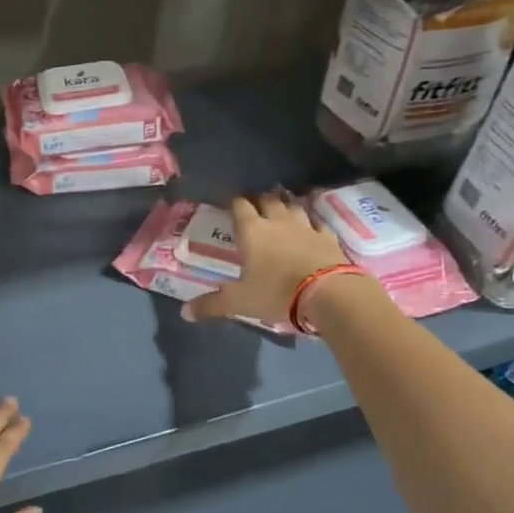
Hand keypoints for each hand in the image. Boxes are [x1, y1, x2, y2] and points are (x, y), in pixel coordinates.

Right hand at [182, 193, 360, 325]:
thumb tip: (184, 312)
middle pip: (268, 200)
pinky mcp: (328, 237)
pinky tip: (311, 226)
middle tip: (255, 206)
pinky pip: (317, 222)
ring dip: (286, 205)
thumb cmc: (276, 292)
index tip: (230, 204)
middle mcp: (278, 221)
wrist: (328, 293)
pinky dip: (311, 221)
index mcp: (252, 231)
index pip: (240, 206)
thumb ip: (212, 304)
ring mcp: (306, 226)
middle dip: (260, 200)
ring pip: (293, 206)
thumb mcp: (239, 302)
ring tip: (282, 208)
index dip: (234, 203)